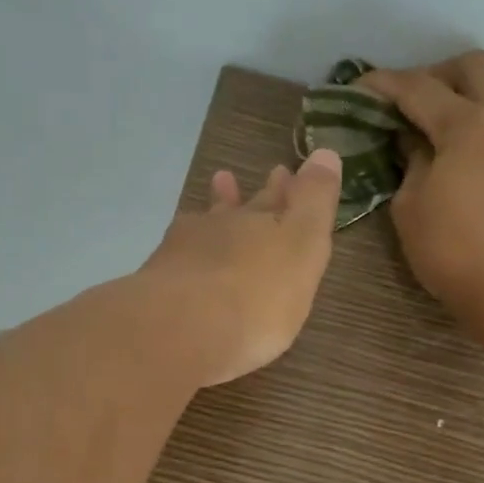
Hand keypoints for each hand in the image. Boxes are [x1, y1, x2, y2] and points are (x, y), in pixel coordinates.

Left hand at [137, 150, 342, 386]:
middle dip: (257, 198)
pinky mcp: (158, 283)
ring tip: (220, 188)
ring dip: (217, 208)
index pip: (279, 199)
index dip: (288, 188)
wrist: (180, 331)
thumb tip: (324, 151)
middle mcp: (223, 229)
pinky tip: (184, 252)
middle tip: (262, 177)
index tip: (287, 172)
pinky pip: (179, 256)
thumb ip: (314, 202)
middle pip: (243, 209)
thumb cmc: (257, 296)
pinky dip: (188, 251)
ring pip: (206, 225)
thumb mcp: (302, 247)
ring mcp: (184, 252)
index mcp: (262, 223)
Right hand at [360, 51, 483, 305]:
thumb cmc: (449, 249)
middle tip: (417, 99)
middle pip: (477, 66)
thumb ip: (410, 161)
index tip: (360, 88)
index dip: (385, 84)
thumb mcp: (409, 206)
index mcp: (466, 123)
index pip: (418, 88)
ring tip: (464, 111)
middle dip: (441, 73)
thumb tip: (412, 139)